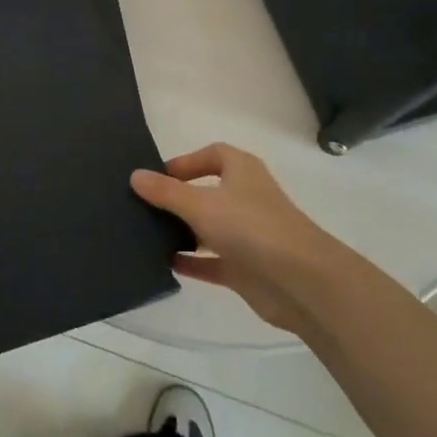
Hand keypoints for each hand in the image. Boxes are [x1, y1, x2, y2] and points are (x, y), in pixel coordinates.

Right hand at [131, 144, 335, 334]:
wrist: (302, 282)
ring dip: (183, 230)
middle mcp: (246, 198)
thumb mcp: (200, 203)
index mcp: (242, 171)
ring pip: (209, 227)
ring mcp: (248, 235)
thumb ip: (166, 191)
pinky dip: (192, 262)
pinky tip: (165, 263)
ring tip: (147, 233)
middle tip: (144, 205)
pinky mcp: (247, 268)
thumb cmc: (251, 227)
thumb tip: (135, 175)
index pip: (213, 154)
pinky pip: (212, 261)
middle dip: (178, 198)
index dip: (187, 161)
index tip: (158, 175)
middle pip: (207, 191)